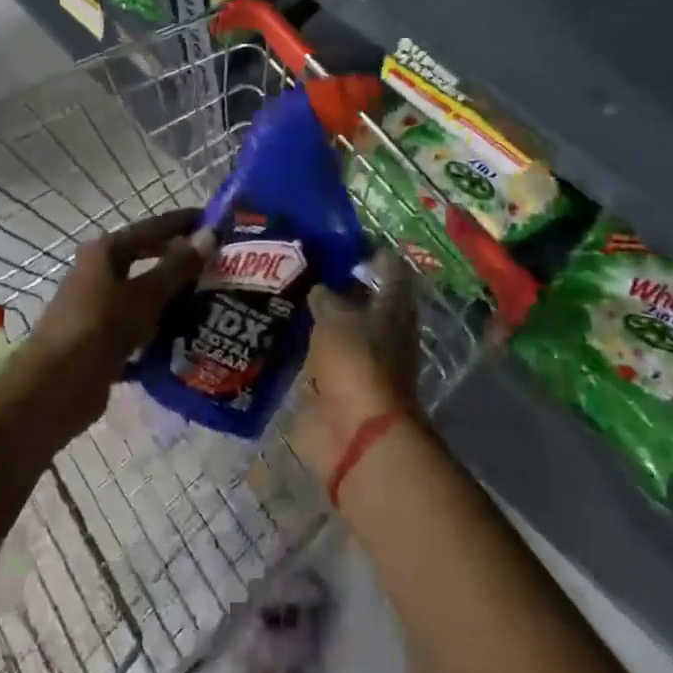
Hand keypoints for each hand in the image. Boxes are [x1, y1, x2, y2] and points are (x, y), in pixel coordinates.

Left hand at [23, 209, 210, 431]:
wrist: (53, 390)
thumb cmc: (98, 328)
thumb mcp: (144, 295)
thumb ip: (178, 266)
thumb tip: (211, 234)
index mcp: (105, 253)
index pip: (152, 228)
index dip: (183, 224)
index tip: (217, 222)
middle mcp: (99, 274)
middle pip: (147, 260)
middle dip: (181, 261)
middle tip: (220, 263)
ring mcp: (99, 308)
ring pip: (144, 295)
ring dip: (174, 297)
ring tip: (213, 299)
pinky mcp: (102, 341)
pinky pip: (140, 328)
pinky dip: (161, 330)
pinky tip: (189, 336)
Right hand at [292, 254, 420, 483]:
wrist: (355, 435)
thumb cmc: (356, 363)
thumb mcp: (336, 318)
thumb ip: (326, 299)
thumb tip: (320, 289)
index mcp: (394, 307)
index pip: (388, 268)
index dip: (369, 251)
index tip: (340, 237)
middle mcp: (382, 331)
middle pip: (363, 298)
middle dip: (337, 282)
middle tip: (301, 262)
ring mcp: (360, 361)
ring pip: (340, 328)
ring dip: (319, 316)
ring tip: (284, 292)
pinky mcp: (337, 387)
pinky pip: (320, 358)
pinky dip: (305, 347)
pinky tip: (278, 331)